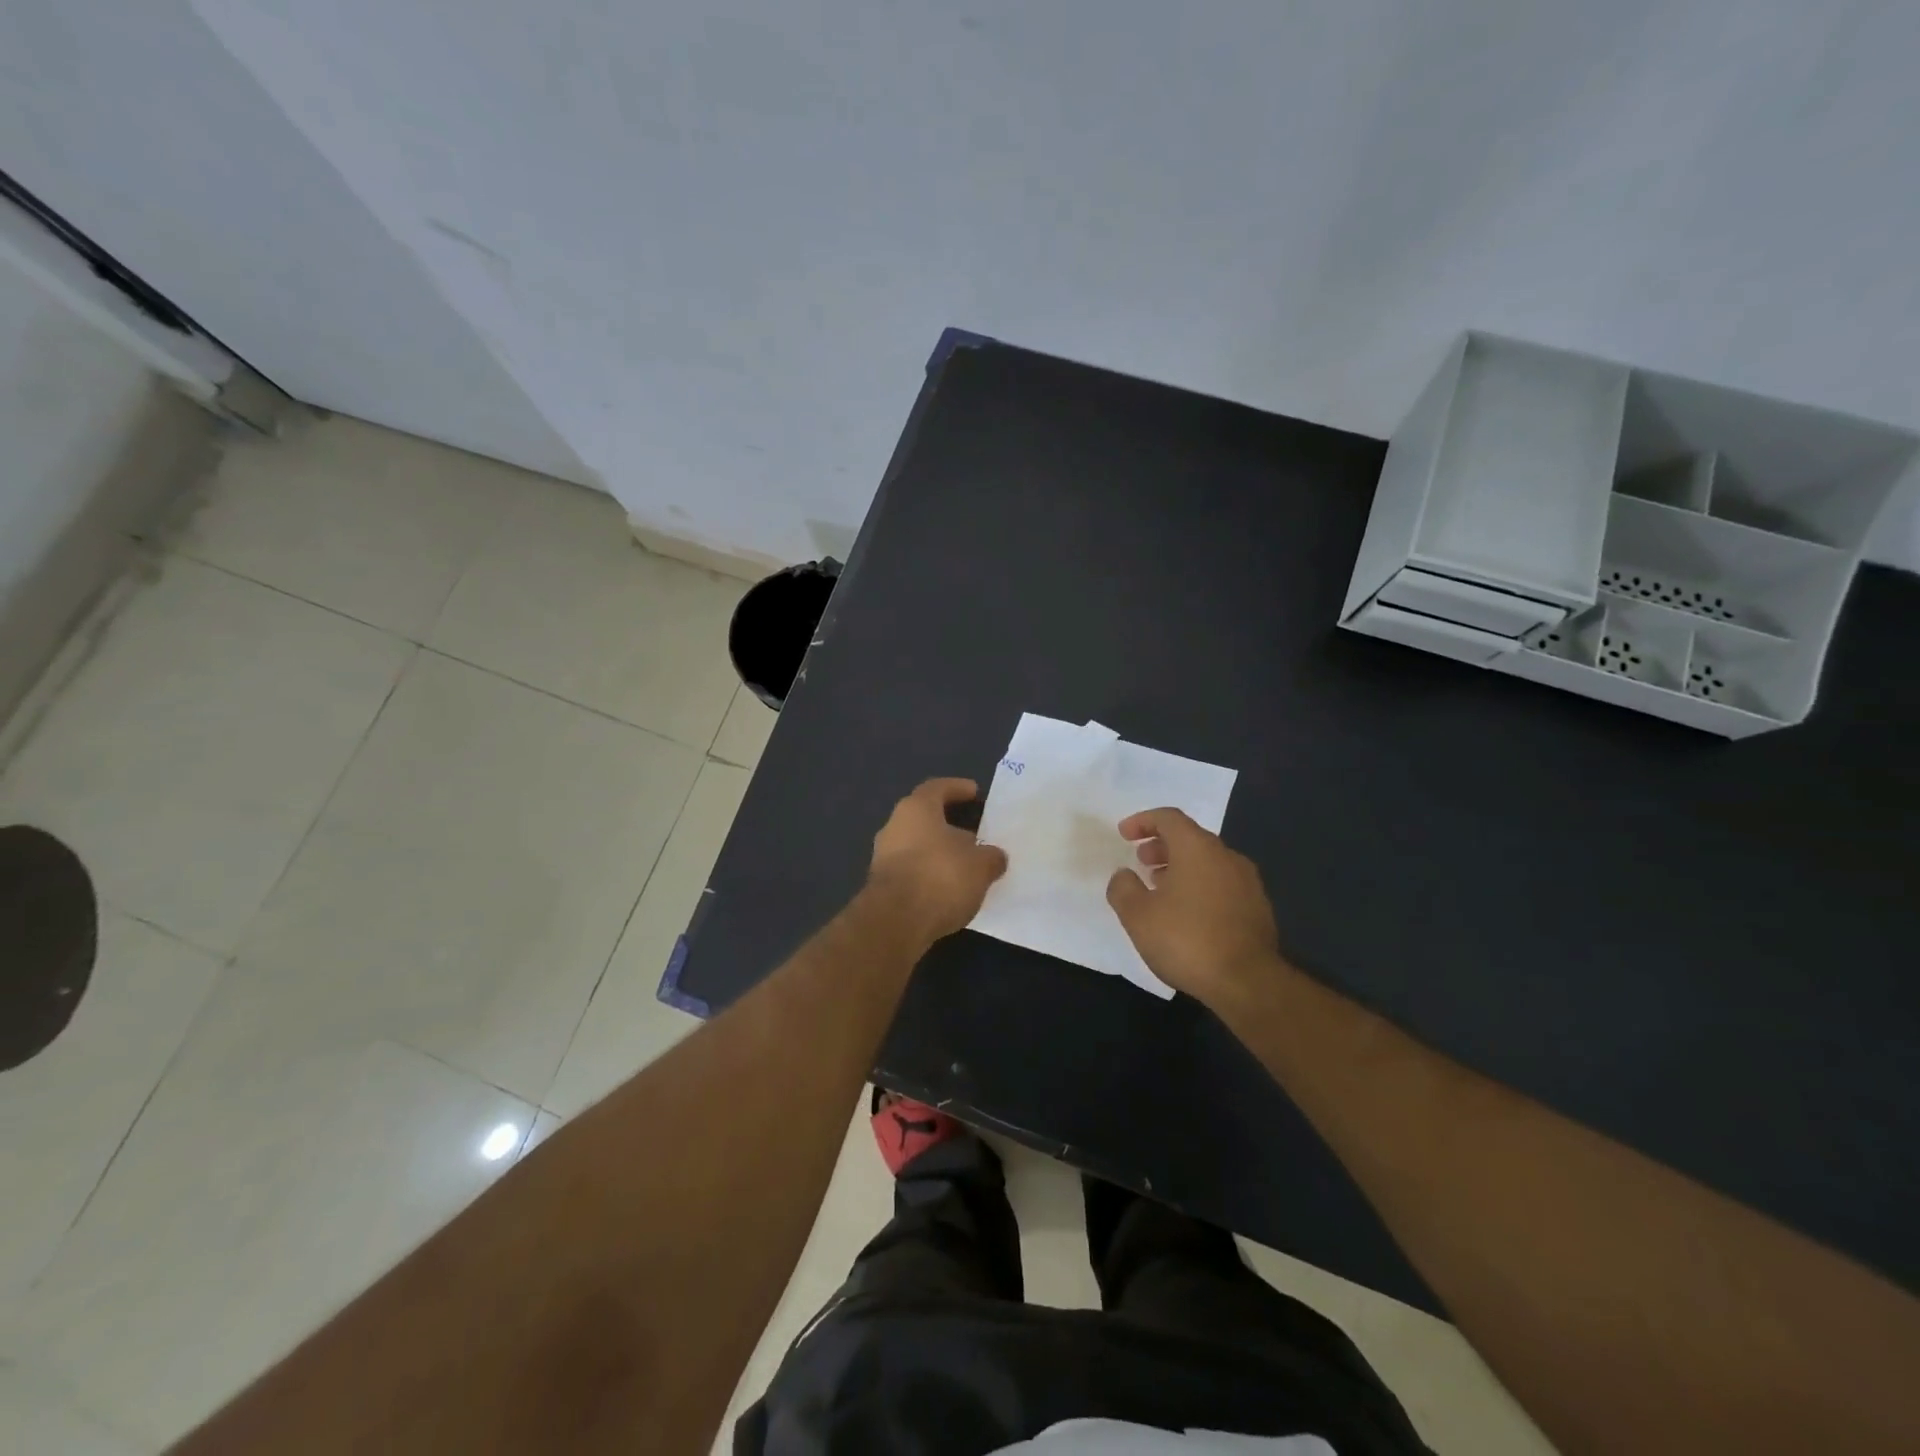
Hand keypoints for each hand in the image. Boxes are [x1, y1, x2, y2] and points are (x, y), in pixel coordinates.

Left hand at [866, 778, 1008, 945]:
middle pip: (925, 818)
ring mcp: (883, 857)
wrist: (896, 922)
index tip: (974, 792)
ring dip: (940, 854)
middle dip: (950, 826)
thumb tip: (994, 857)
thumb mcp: (980, 865)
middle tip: (976, 835)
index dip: (957, 788)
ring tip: (967, 867)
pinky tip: (950, 890)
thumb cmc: (940, 877)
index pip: (937, 788)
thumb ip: (991, 857)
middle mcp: (894, 826)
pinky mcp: (881, 886)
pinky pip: (912, 872)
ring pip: (917, 847)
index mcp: (916, 809)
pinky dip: (930, 876)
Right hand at [1105, 808, 1283, 1010]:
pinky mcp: (1258, 908)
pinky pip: (1222, 884)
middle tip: (1141, 861)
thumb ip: (1123, 888)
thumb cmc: (1186, 939)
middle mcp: (1226, 856)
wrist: (1248, 982)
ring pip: (1208, 862)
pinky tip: (1187, 914)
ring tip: (1161, 889)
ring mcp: (1247, 882)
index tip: (1124, 835)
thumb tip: (1123, 875)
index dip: (1143, 821)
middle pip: (1191, 838)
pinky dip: (1200, 887)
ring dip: (1181, 868)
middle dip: (1162, 845)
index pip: (1168, 818)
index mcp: (1197, 848)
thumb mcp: (1138, 915)